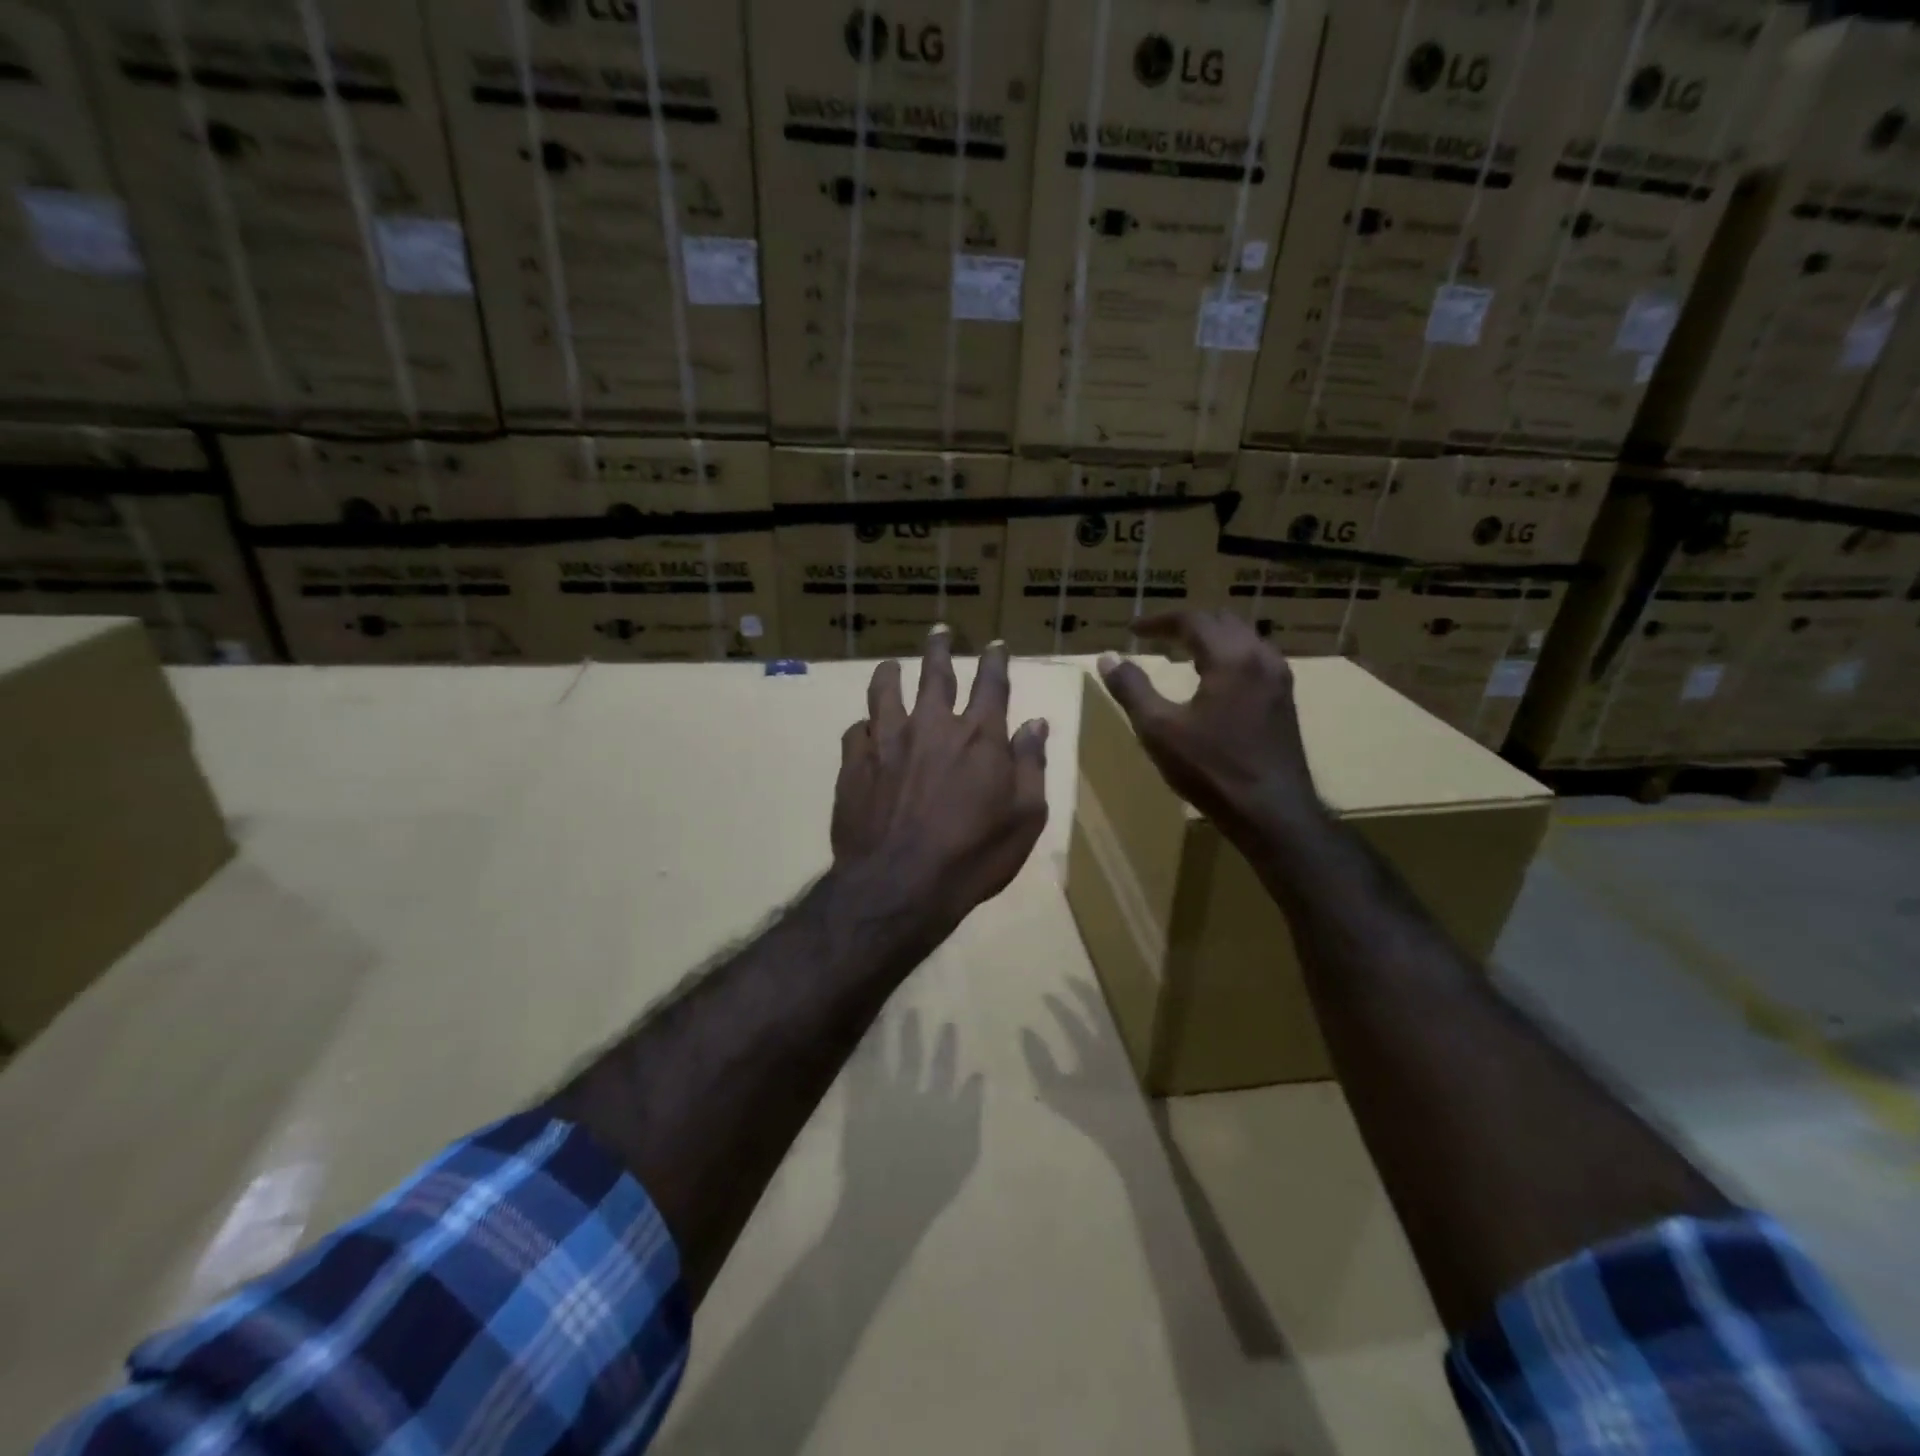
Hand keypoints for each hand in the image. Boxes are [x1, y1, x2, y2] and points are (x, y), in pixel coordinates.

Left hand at [833, 629, 1048, 933]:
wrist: (900, 886)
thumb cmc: (974, 856)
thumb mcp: (1025, 817)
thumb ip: (1030, 764)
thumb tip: (1036, 723)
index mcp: (979, 736)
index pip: (991, 684)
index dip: (995, 661)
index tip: (995, 645)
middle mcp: (932, 726)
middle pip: (935, 674)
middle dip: (940, 649)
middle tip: (939, 632)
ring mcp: (888, 741)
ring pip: (885, 691)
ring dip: (890, 673)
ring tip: (890, 665)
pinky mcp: (854, 763)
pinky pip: (856, 731)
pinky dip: (864, 726)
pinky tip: (864, 729)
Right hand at [1097, 611, 1320, 843]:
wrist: (1272, 813)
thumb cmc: (1211, 770)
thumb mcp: (1159, 730)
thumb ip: (1132, 689)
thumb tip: (1108, 658)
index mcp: (1231, 657)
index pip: (1193, 620)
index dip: (1159, 621)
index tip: (1132, 630)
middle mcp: (1261, 658)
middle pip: (1222, 621)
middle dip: (1187, 624)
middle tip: (1157, 637)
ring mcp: (1279, 679)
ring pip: (1243, 639)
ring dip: (1211, 639)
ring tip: (1183, 654)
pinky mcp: (1285, 700)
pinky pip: (1255, 660)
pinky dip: (1229, 657)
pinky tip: (1215, 681)